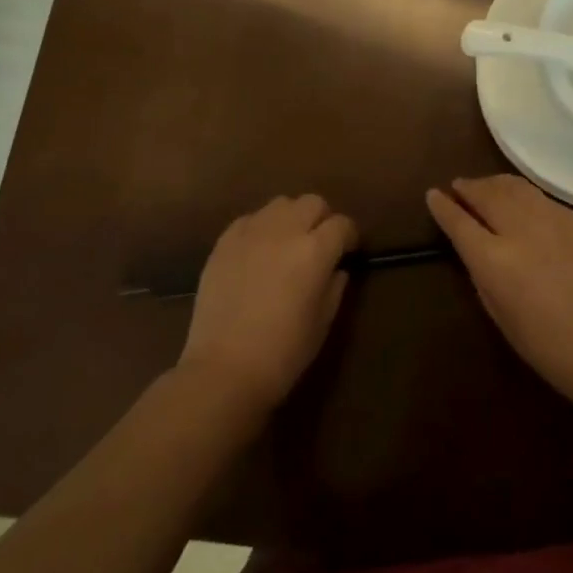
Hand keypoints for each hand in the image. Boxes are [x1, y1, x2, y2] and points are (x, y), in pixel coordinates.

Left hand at [178, 194, 358, 410]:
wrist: (224, 369)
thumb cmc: (283, 353)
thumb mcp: (322, 322)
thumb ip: (335, 287)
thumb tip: (336, 269)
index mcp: (315, 251)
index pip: (342, 224)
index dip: (349, 236)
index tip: (348, 251)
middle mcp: (284, 231)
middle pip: (312, 202)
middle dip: (322, 219)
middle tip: (319, 244)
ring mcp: (250, 233)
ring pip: (280, 204)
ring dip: (291, 218)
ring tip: (287, 243)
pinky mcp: (223, 243)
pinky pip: (249, 219)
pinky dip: (261, 228)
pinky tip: (258, 251)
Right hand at [425, 175, 572, 407]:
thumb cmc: (551, 349)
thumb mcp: (501, 318)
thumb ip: (483, 277)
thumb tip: (478, 252)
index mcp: (494, 260)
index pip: (459, 222)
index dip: (442, 207)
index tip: (433, 195)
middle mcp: (521, 230)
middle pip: (487, 194)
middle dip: (469, 188)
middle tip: (459, 187)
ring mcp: (555, 220)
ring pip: (516, 188)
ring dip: (495, 184)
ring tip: (487, 187)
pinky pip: (544, 200)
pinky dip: (525, 196)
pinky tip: (524, 204)